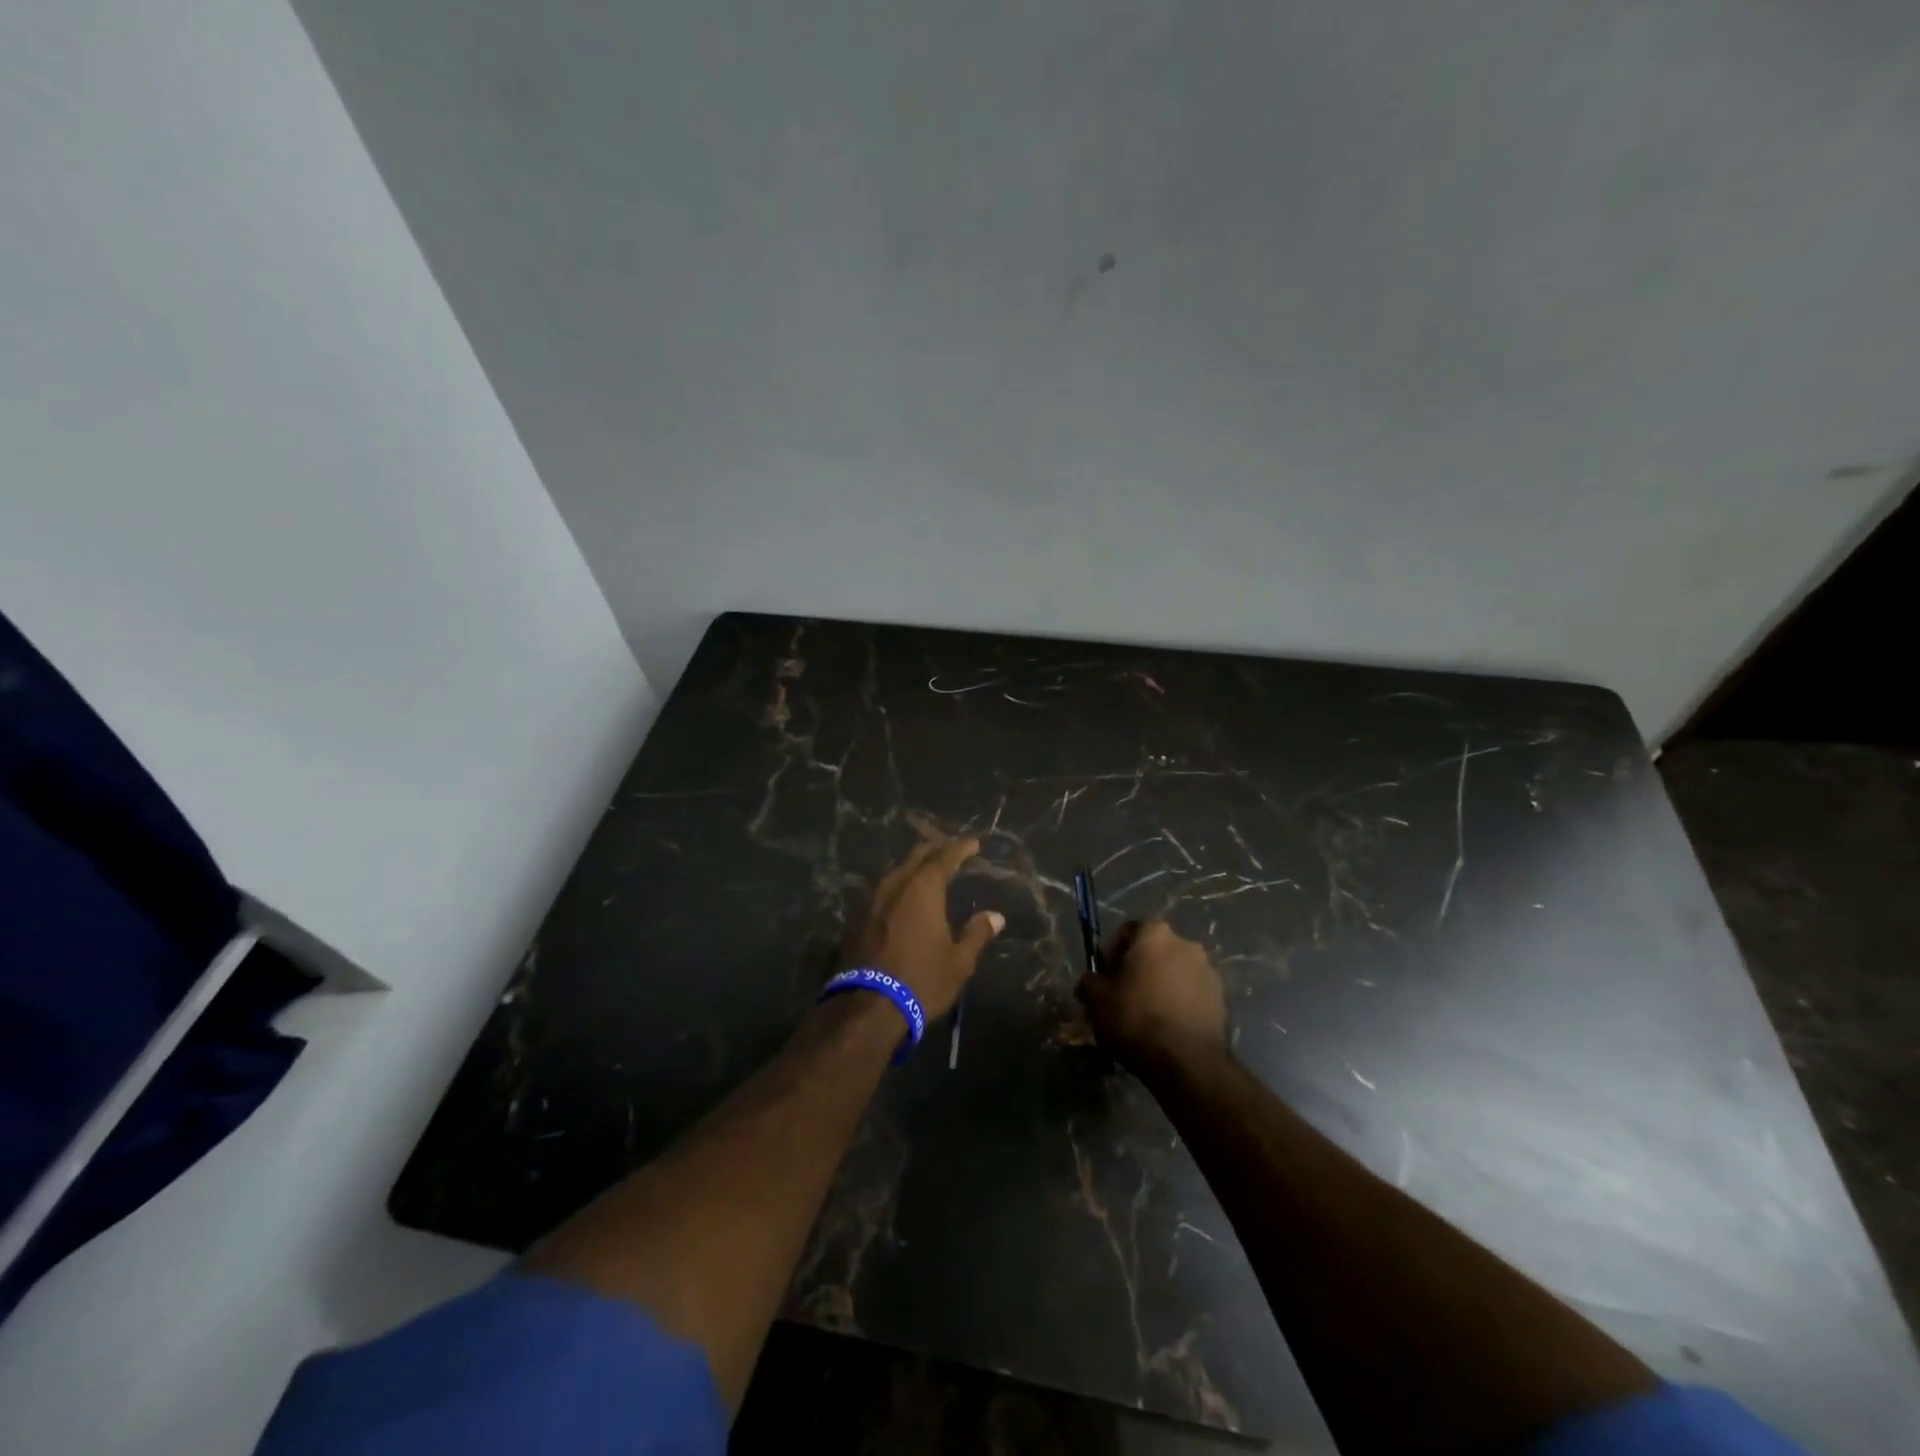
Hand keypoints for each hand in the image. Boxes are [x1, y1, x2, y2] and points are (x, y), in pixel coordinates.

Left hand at [842, 838, 1002, 1020]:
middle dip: (935, 850)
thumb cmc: (921, 980)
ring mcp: (871, 899)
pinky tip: (902, 898)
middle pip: (916, 856)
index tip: (974, 843)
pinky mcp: (856, 917)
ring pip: (895, 871)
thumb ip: (977, 933)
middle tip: (951, 852)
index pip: (944, 856)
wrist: (867, 1007)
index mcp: (922, 888)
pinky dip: (897, 886)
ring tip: (927, 872)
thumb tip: (996, 916)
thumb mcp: (959, 962)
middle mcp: (895, 884)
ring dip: (913, 867)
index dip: (961, 848)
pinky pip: (881, 889)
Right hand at [1077, 920, 1228, 1076]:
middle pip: (1154, 951)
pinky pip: (1191, 994)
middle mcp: (1187, 944)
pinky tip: (1167, 1027)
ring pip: (1174, 973)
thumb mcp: (1096, 1000)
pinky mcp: (1221, 1000)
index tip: (1104, 976)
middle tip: (1123, 996)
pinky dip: (1178, 1003)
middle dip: (1138, 969)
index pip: (1127, 930)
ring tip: (1146, 1015)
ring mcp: (1208, 972)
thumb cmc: (1137, 1019)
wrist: (1187, 1063)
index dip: (1111, 952)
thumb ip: (1089, 982)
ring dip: (1160, 985)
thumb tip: (1092, 981)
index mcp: (1156, 934)